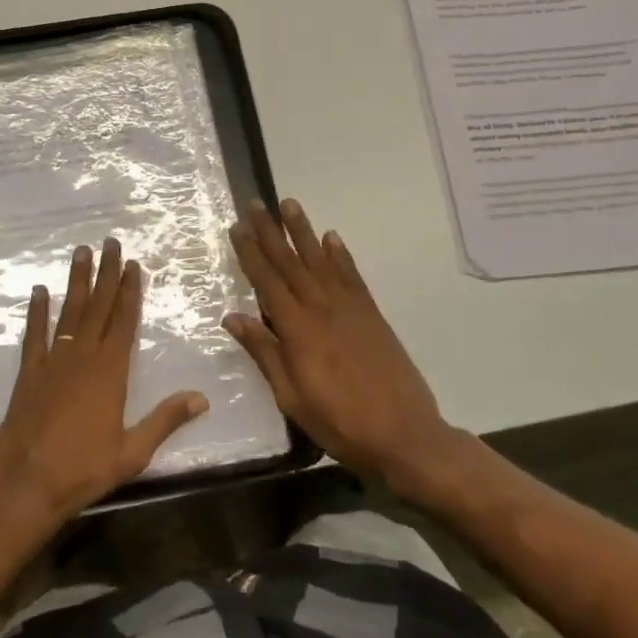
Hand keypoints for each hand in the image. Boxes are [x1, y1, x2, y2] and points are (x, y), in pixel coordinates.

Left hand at [0, 237, 209, 526]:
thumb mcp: (133, 451)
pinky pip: (34, 335)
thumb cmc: (84, 470)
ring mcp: (52, 363)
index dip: (129, 292)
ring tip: (81, 252)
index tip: (133, 265)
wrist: (27, 485)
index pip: (123, 322)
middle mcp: (82, 358)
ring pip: (68, 312)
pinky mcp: (27, 374)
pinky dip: (37, 312)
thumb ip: (165, 420)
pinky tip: (39, 291)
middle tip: (110, 243)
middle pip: (97, 307)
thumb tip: (201, 398)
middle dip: (106, 274)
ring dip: (76, 282)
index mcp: (110, 373)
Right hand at [223, 200, 451, 486]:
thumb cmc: (340, 422)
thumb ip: (264, 353)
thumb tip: (232, 317)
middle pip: (291, 262)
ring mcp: (350, 309)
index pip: (267, 282)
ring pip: (321, 261)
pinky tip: (331, 239)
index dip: (250, 253)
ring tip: (290, 204)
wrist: (405, 435)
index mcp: (297, 330)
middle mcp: (321, 309)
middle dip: (271, 232)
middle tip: (256, 203)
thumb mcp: (291, 397)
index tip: (237, 227)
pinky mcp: (372, 315)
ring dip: (304, 232)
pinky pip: (352, 276)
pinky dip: (340, 255)